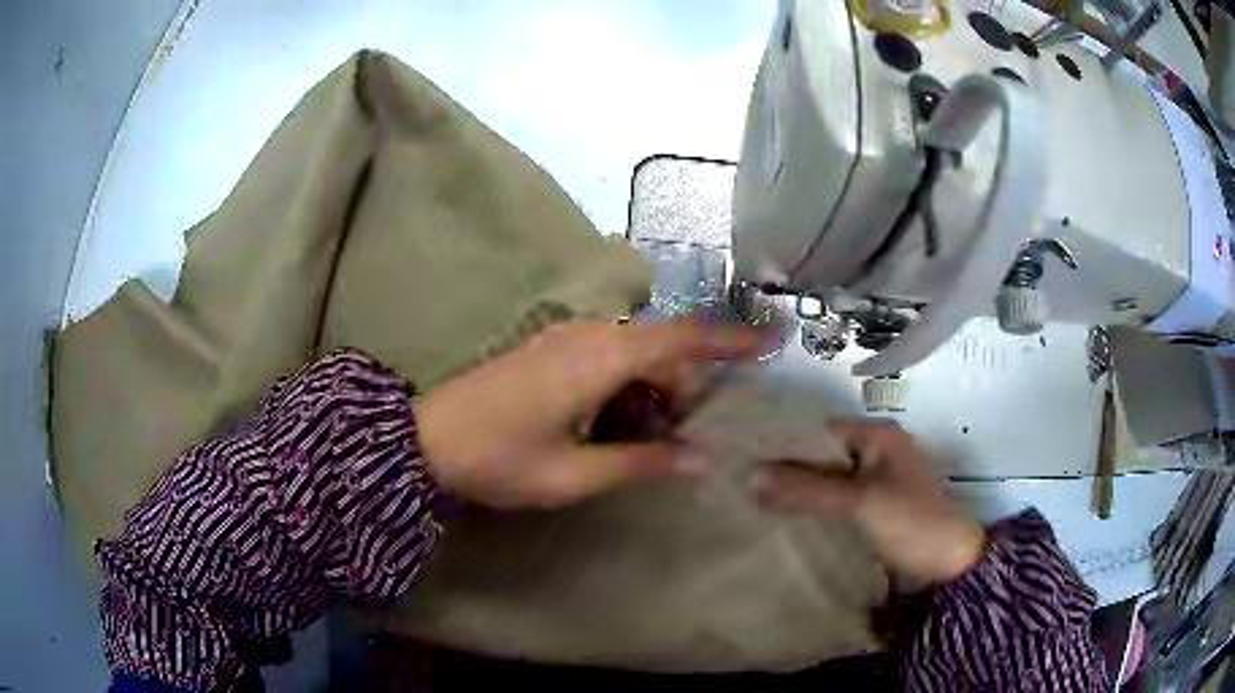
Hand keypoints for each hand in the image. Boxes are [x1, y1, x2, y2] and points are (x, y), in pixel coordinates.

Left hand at [414, 318, 763, 508]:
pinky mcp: (550, 349)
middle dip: (681, 390)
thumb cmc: (499, 460)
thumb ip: (642, 462)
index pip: (681, 338)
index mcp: (599, 358)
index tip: (772, 341)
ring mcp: (565, 338)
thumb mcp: (575, 474)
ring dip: (650, 393)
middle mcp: (588, 335)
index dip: (730, 339)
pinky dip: (624, 389)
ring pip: (634, 355)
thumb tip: (701, 460)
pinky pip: (607, 359)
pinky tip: (608, 427)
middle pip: (661, 350)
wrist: (426, 440)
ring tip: (640, 443)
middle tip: (681, 441)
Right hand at [753, 418, 985, 584]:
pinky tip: (783, 520)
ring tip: (749, 501)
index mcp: (878, 436)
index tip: (742, 456)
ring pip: (826, 482)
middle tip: (738, 481)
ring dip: (797, 491)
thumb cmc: (913, 522)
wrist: (951, 565)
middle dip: (786, 468)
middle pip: (822, 455)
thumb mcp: (862, 501)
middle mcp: (875, 454)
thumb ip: (809, 489)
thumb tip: (749, 476)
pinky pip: (835, 504)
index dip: (784, 441)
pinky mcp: (872, 512)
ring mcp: (874, 485)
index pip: (821, 429)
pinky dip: (812, 510)